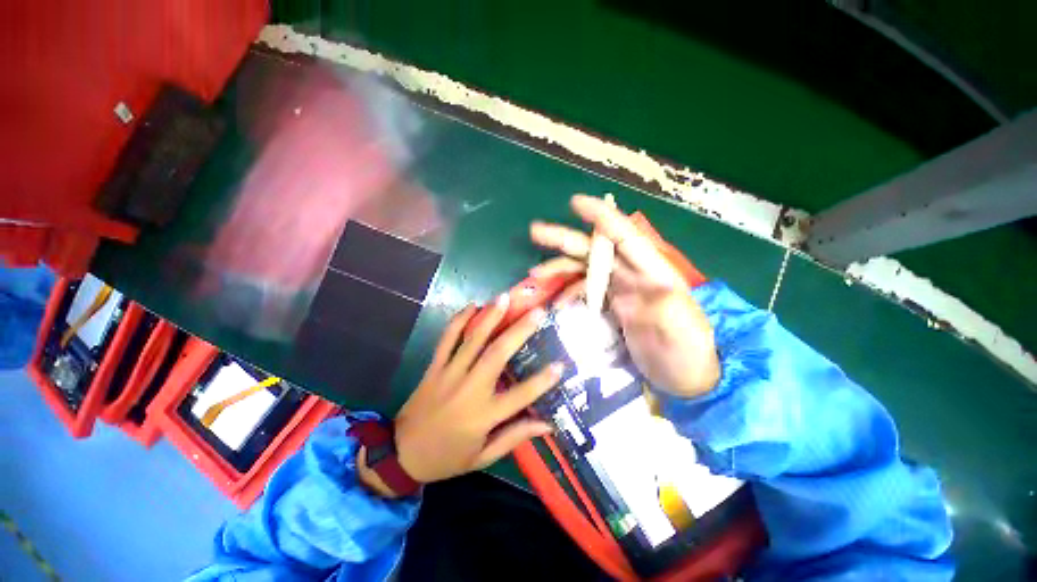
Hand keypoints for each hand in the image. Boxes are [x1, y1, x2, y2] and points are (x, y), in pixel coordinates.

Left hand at [359, 295, 562, 495]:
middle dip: (519, 331)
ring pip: (472, 340)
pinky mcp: (434, 367)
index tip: (561, 364)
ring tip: (505, 297)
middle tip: (537, 312)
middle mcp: (469, 389)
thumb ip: (515, 437)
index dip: (543, 381)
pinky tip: (472, 306)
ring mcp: (449, 374)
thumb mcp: (483, 456)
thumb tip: (546, 425)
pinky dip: (458, 321)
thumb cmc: (447, 458)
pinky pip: (446, 339)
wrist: (401, 454)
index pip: (520, 396)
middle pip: (497, 355)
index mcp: (483, 415)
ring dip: (490, 317)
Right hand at [529, 194, 719, 398]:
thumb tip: (640, 292)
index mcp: (653, 273)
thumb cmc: (688, 354)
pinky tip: (554, 302)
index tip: (575, 202)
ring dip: (560, 266)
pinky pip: (585, 291)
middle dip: (566, 239)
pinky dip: (568, 292)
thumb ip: (666, 311)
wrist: (685, 378)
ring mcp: (621, 290)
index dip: (601, 217)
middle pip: (596, 250)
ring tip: (535, 273)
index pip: (625, 237)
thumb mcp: (682, 335)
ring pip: (585, 268)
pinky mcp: (612, 305)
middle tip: (536, 232)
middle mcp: (633, 275)